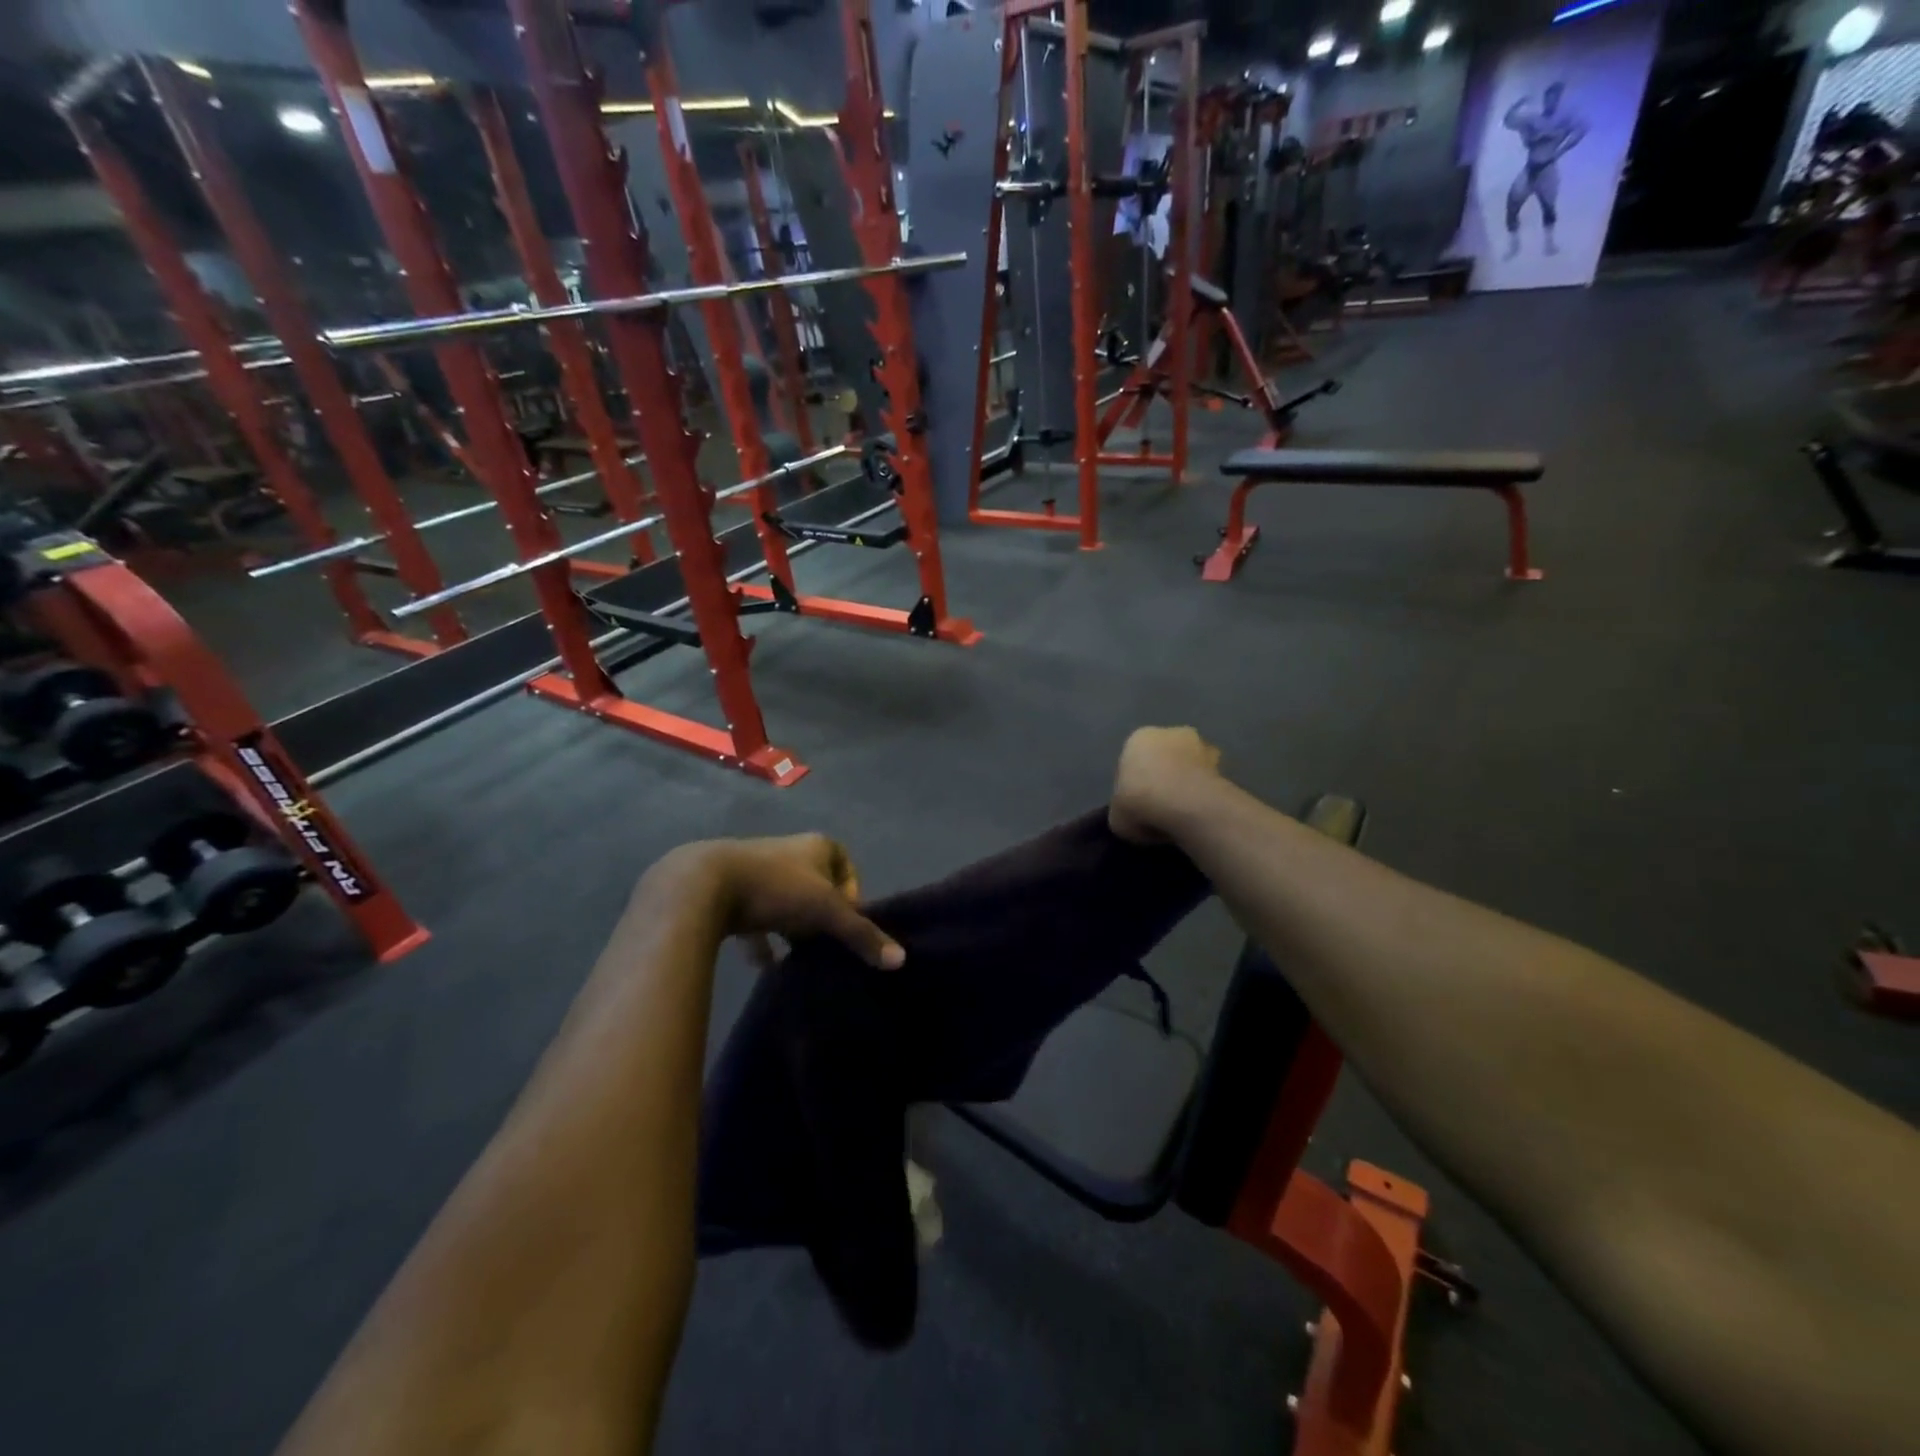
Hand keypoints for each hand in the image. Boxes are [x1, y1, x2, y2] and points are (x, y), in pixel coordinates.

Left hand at [706, 834, 903, 970]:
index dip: (851, 897)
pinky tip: (764, 965)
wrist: (704, 885)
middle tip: (823, 944)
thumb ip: (861, 935)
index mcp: (817, 846)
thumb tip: (901, 960)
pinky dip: (762, 940)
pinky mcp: (731, 890)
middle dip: (821, 916)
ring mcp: (758, 869)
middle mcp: (789, 852)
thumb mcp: (825, 912)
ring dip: (793, 928)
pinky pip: (755, 918)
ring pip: (786, 902)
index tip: (844, 923)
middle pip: (817, 886)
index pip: (847, 867)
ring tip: (797, 957)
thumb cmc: (776, 888)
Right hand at [1109, 726, 1221, 843]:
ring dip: (1187, 783)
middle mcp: (1170, 733)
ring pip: (1189, 767)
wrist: (1184, 805)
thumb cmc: (1139, 803)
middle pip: (1164, 757)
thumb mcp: (1116, 816)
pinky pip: (1208, 782)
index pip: (1132, 762)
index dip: (1133, 786)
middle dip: (1163, 777)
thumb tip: (1134, 815)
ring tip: (1183, 814)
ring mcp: (1201, 746)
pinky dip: (1204, 795)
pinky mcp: (1223, 765)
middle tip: (1160, 808)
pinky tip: (1199, 816)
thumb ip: (1124, 810)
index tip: (1136, 808)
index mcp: (1138, 738)